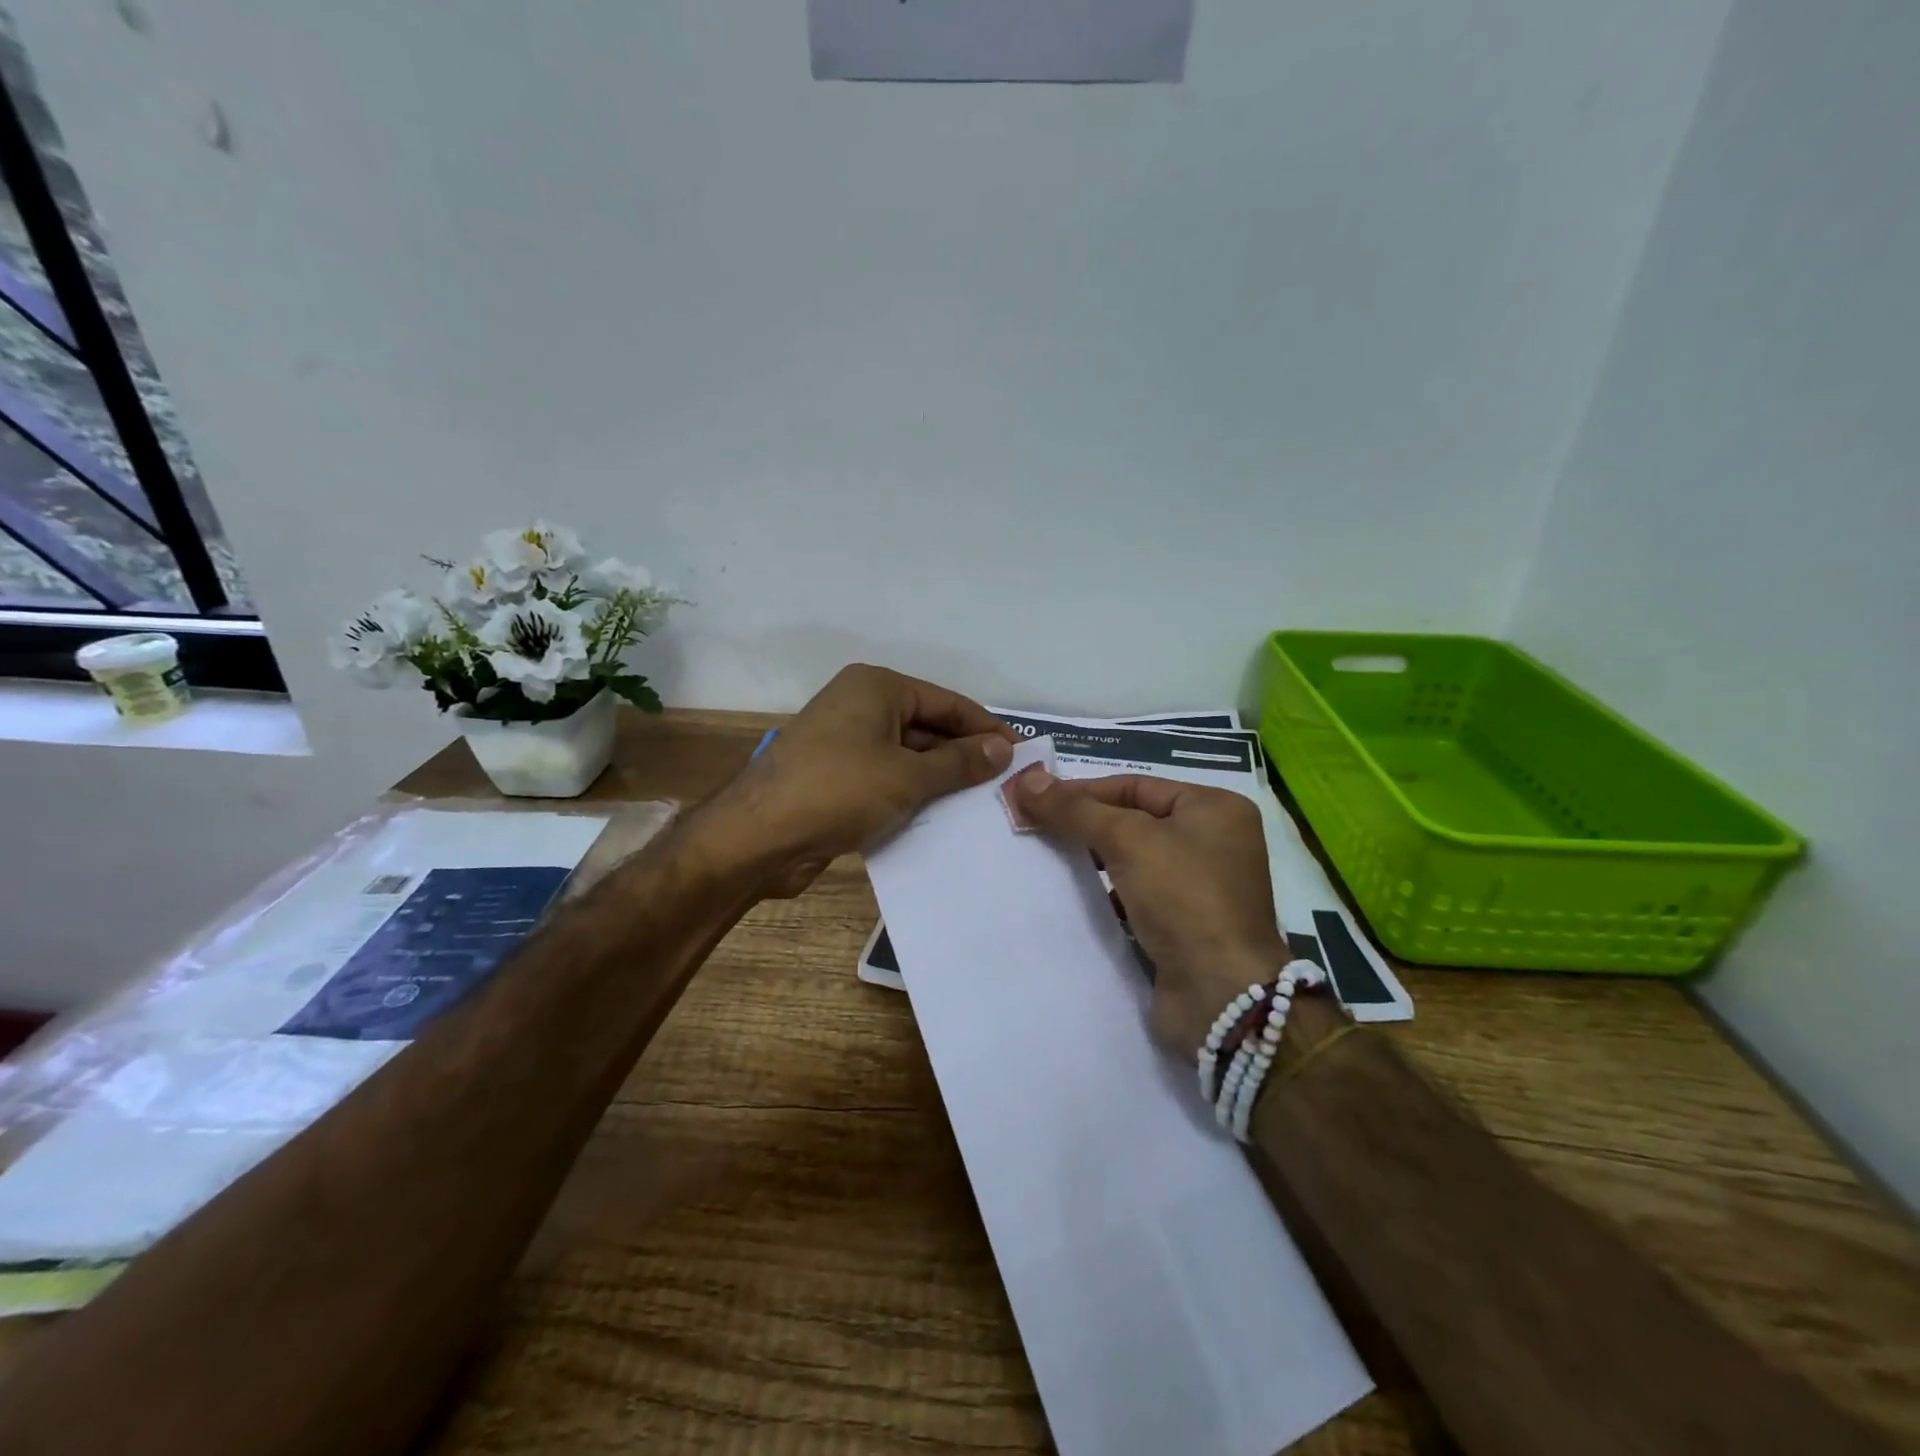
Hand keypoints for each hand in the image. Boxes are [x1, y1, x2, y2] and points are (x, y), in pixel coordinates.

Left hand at [719, 664, 1015, 896]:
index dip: (986, 729)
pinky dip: (911, 793)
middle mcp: (859, 705)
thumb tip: (1003, 750)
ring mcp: (844, 741)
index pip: (947, 703)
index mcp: (877, 688)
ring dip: (939, 778)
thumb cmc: (839, 791)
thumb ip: (959, 762)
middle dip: (964, 755)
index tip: (1022, 755)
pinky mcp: (835, 775)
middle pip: (927, 726)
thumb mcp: (909, 776)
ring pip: (907, 754)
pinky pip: (886, 776)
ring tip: (982, 804)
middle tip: (1005, 784)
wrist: (758, 837)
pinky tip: (940, 817)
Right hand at [1006, 768, 1292, 1059]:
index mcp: (1214, 809)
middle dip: (1084, 824)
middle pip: (1133, 820)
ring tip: (1045, 858)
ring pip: (1132, 860)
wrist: (1220, 995)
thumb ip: (1075, 809)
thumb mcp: (1127, 840)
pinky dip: (1105, 893)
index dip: (1082, 791)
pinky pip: (1135, 895)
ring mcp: (1200, 887)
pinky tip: (1071, 895)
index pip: (1135, 786)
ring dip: (1092, 859)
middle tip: (1033, 826)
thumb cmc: (1183, 897)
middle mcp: (1213, 842)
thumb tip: (1024, 780)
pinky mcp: (1184, 925)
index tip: (1034, 799)